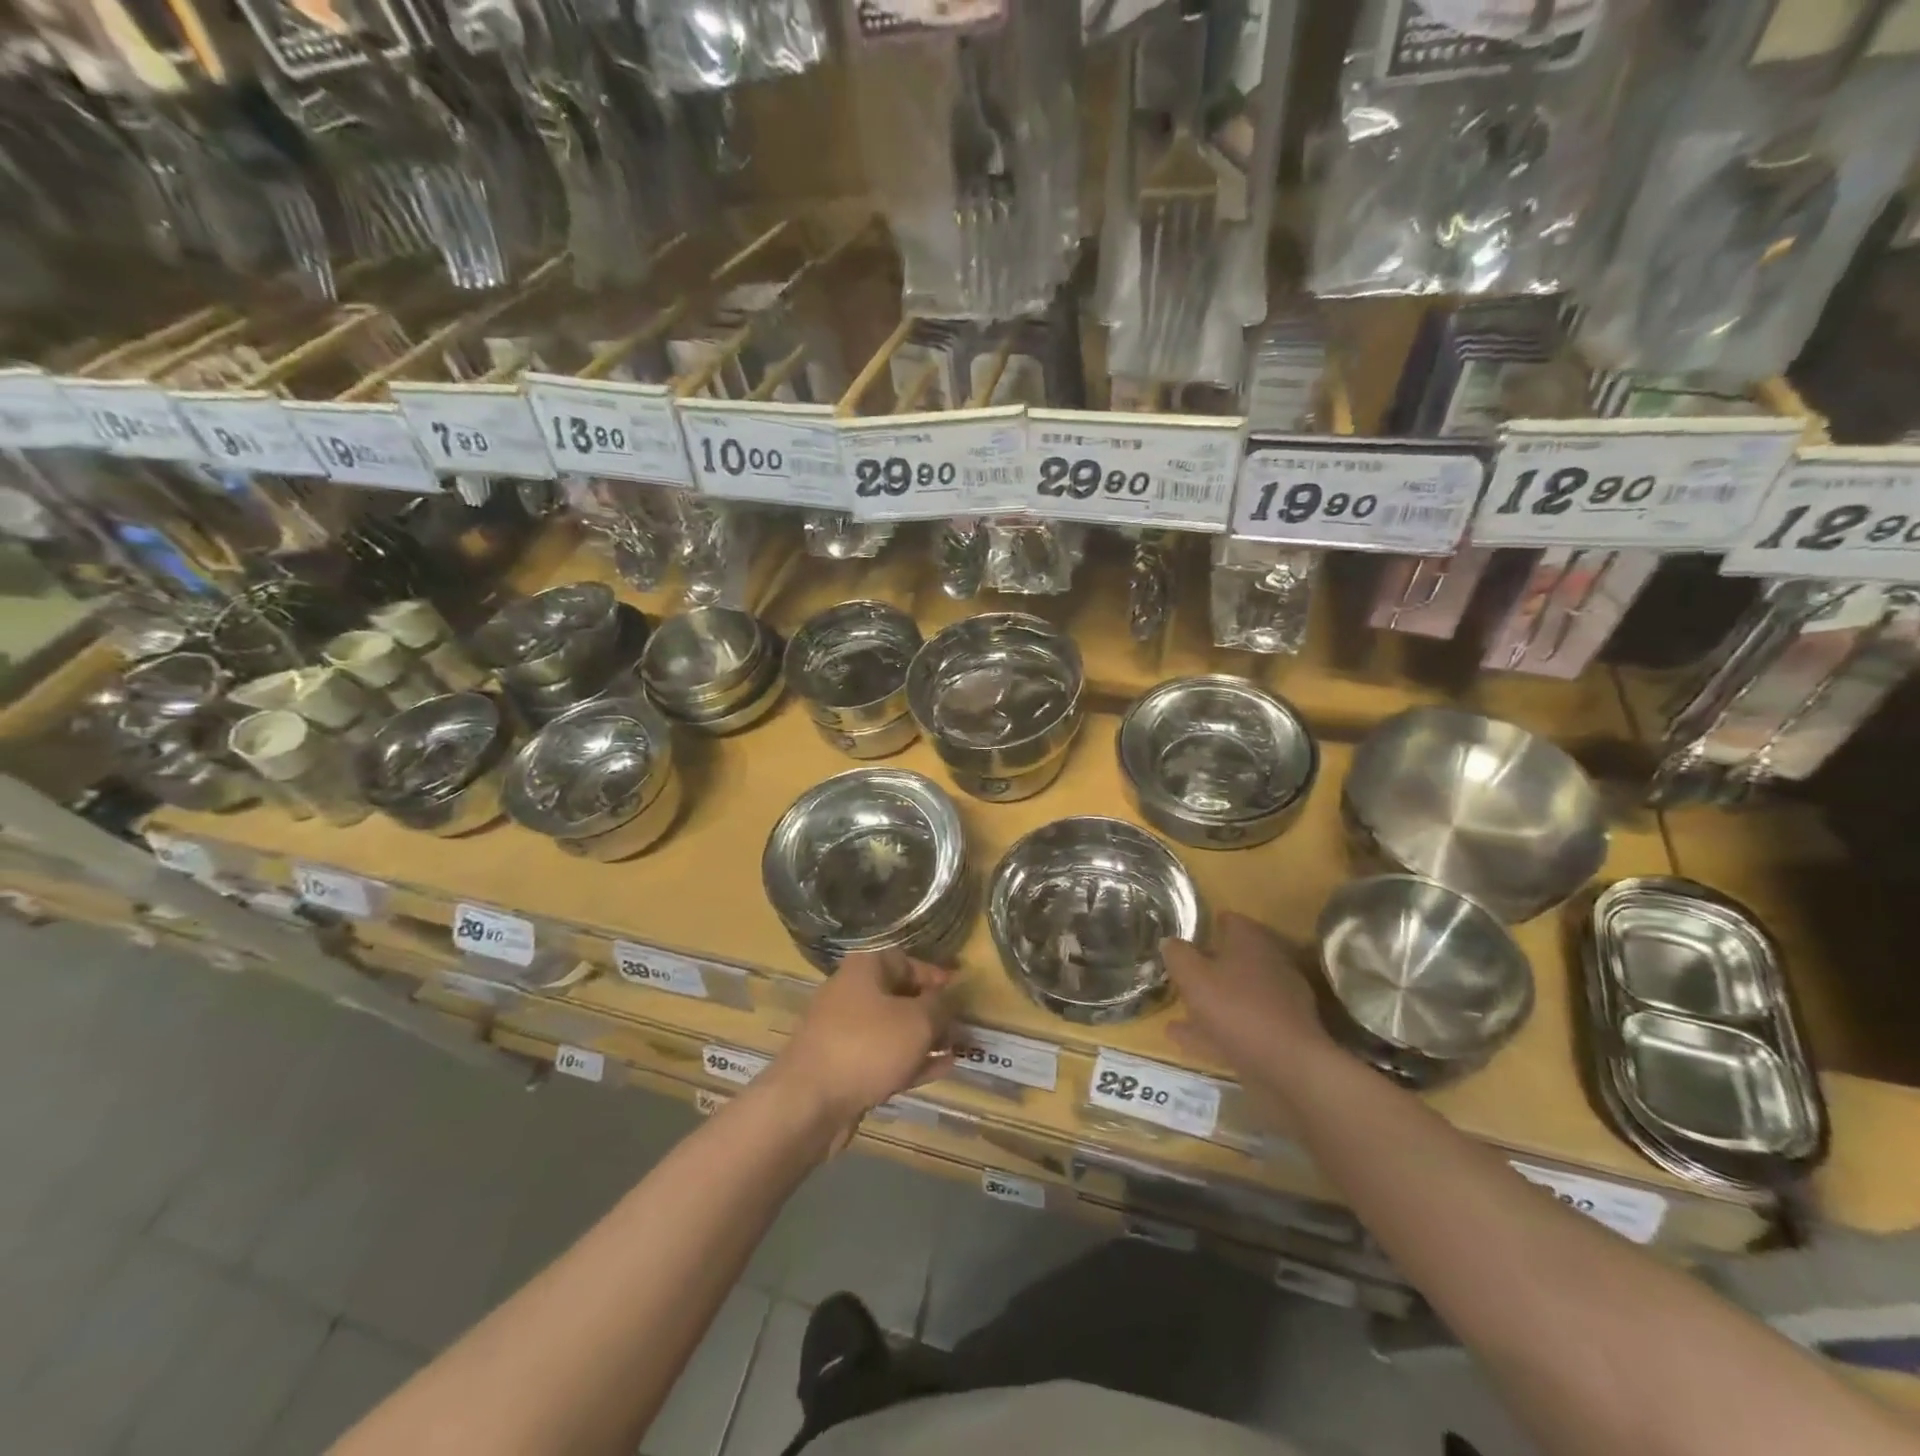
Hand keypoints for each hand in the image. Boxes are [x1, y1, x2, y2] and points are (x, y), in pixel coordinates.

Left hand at [768, 950, 953, 1142]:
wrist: (809, 1102)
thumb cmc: (868, 1045)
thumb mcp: (917, 1020)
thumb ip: (940, 1007)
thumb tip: (949, 1000)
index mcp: (865, 969)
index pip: (907, 961)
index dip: (935, 975)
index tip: (960, 990)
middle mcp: (852, 994)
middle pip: (900, 996)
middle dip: (933, 1012)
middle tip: (963, 1026)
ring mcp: (845, 1032)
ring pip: (894, 1030)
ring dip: (926, 1039)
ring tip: (958, 1049)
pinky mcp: (844, 1067)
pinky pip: (884, 1057)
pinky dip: (911, 1061)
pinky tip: (941, 1069)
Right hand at [1162, 912, 1332, 1079]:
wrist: (1289, 1067)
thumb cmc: (1236, 1008)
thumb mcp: (1194, 977)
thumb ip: (1178, 955)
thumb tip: (1169, 941)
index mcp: (1252, 942)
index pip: (1230, 920)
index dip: (1207, 924)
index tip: (1186, 934)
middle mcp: (1270, 965)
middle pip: (1235, 958)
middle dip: (1208, 965)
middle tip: (1180, 972)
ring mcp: (1278, 1002)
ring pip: (1236, 994)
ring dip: (1210, 1000)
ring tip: (1177, 1011)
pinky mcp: (1279, 1035)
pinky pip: (1239, 1025)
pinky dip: (1214, 1029)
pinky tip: (1186, 1039)